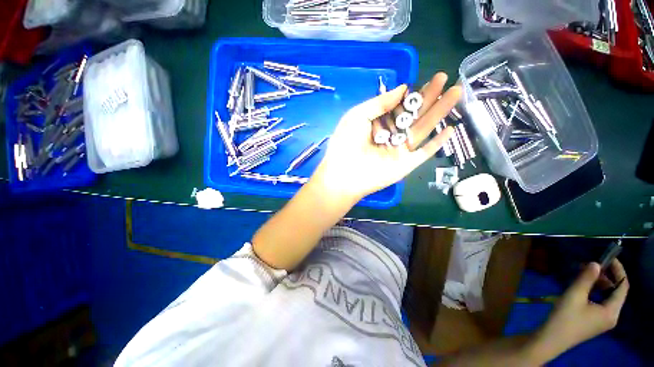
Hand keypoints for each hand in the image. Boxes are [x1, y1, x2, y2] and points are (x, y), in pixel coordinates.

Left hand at [310, 72, 461, 200]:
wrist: (344, 174)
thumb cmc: (346, 143)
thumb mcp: (358, 115)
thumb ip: (380, 102)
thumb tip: (403, 87)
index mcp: (378, 124)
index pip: (399, 107)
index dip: (413, 94)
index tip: (428, 79)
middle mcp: (390, 135)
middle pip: (414, 115)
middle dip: (430, 97)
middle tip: (447, 79)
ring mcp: (399, 150)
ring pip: (422, 129)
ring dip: (439, 112)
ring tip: (456, 93)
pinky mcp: (406, 164)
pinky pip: (424, 153)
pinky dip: (437, 143)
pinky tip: (451, 129)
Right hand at [536, 260, 628, 356]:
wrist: (552, 338)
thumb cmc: (565, 317)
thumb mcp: (574, 295)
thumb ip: (586, 279)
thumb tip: (596, 263)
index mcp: (612, 311)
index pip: (623, 287)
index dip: (619, 270)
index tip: (609, 258)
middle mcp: (612, 316)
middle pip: (616, 292)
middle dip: (606, 276)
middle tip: (591, 265)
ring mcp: (603, 320)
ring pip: (607, 297)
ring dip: (599, 284)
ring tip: (585, 274)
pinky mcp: (594, 321)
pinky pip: (600, 302)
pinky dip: (595, 292)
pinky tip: (582, 288)